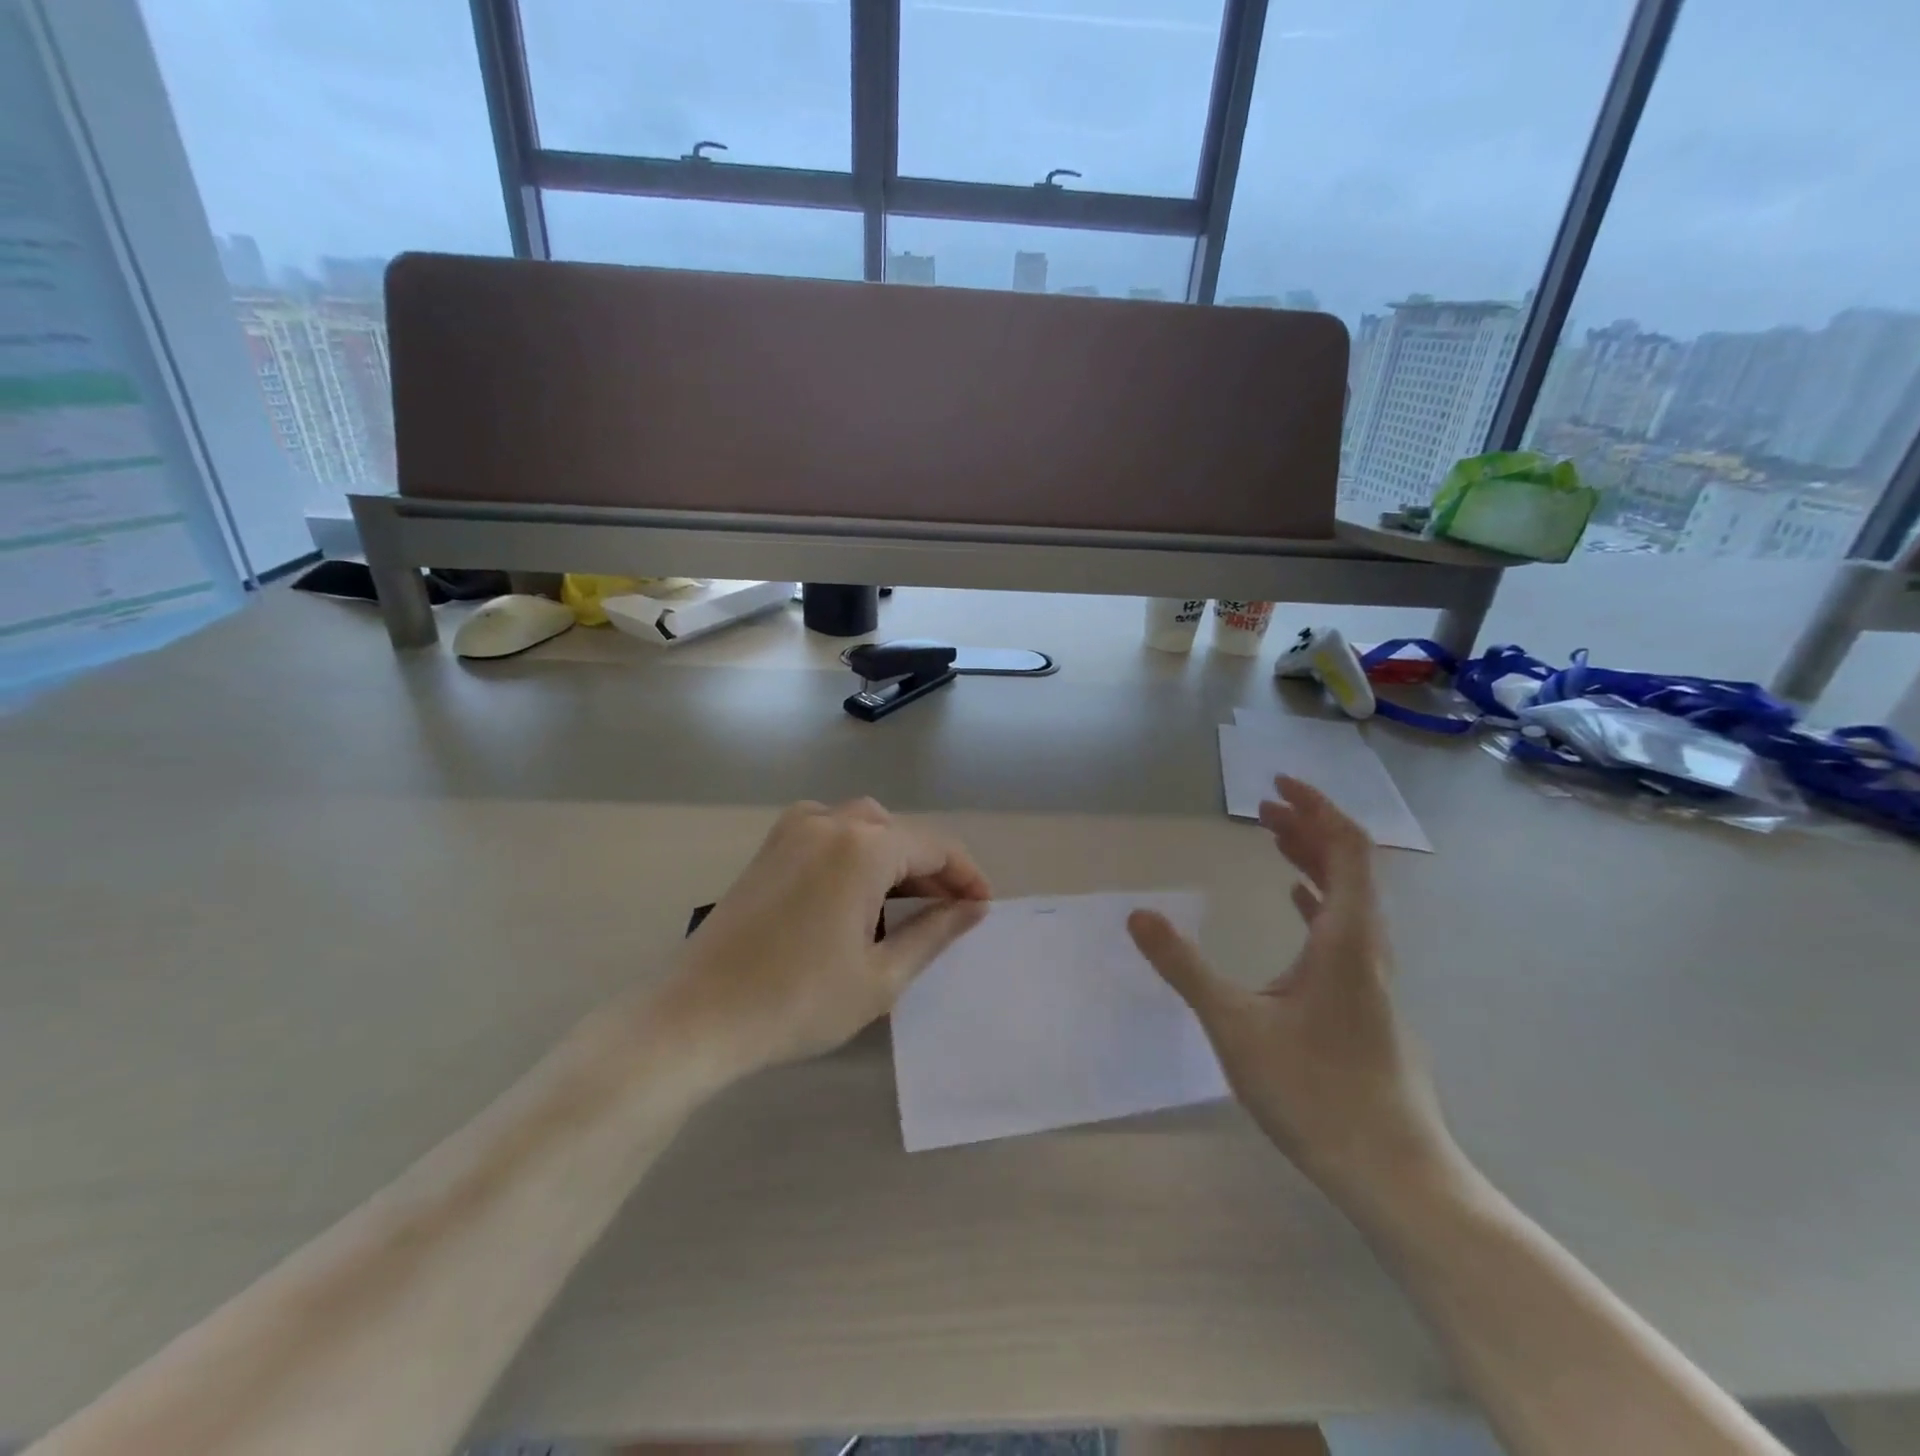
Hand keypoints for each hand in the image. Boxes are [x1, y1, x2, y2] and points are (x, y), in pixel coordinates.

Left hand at [673, 798, 990, 1073]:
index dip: (966, 875)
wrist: (698, 1016)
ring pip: (864, 826)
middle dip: (930, 867)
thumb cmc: (798, 1001)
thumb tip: (973, 909)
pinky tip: (857, 892)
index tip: (983, 908)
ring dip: (893, 857)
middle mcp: (829, 822)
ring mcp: (792, 830)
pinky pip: (829, 832)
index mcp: (862, 847)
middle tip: (949, 911)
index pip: (934, 846)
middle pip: (898, 832)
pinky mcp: (770, 847)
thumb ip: (934, 932)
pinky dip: (856, 853)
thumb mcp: (881, 976)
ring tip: (909, 904)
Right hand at [1127, 776, 1457, 1210]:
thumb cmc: (1317, 1092)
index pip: (1346, 846)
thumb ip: (1185, 967)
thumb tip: (1138, 915)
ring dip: (1312, 859)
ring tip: (1273, 839)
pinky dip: (1317, 898)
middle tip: (1261, 808)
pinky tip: (1295, 901)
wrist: (1395, 1175)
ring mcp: (1372, 976)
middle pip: (1349, 864)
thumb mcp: (1236, 1025)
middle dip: (1307, 826)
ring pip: (1348, 896)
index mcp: (1348, 937)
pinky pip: (1344, 928)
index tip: (1275, 784)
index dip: (1315, 806)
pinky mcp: (1366, 1001)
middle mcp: (1368, 946)